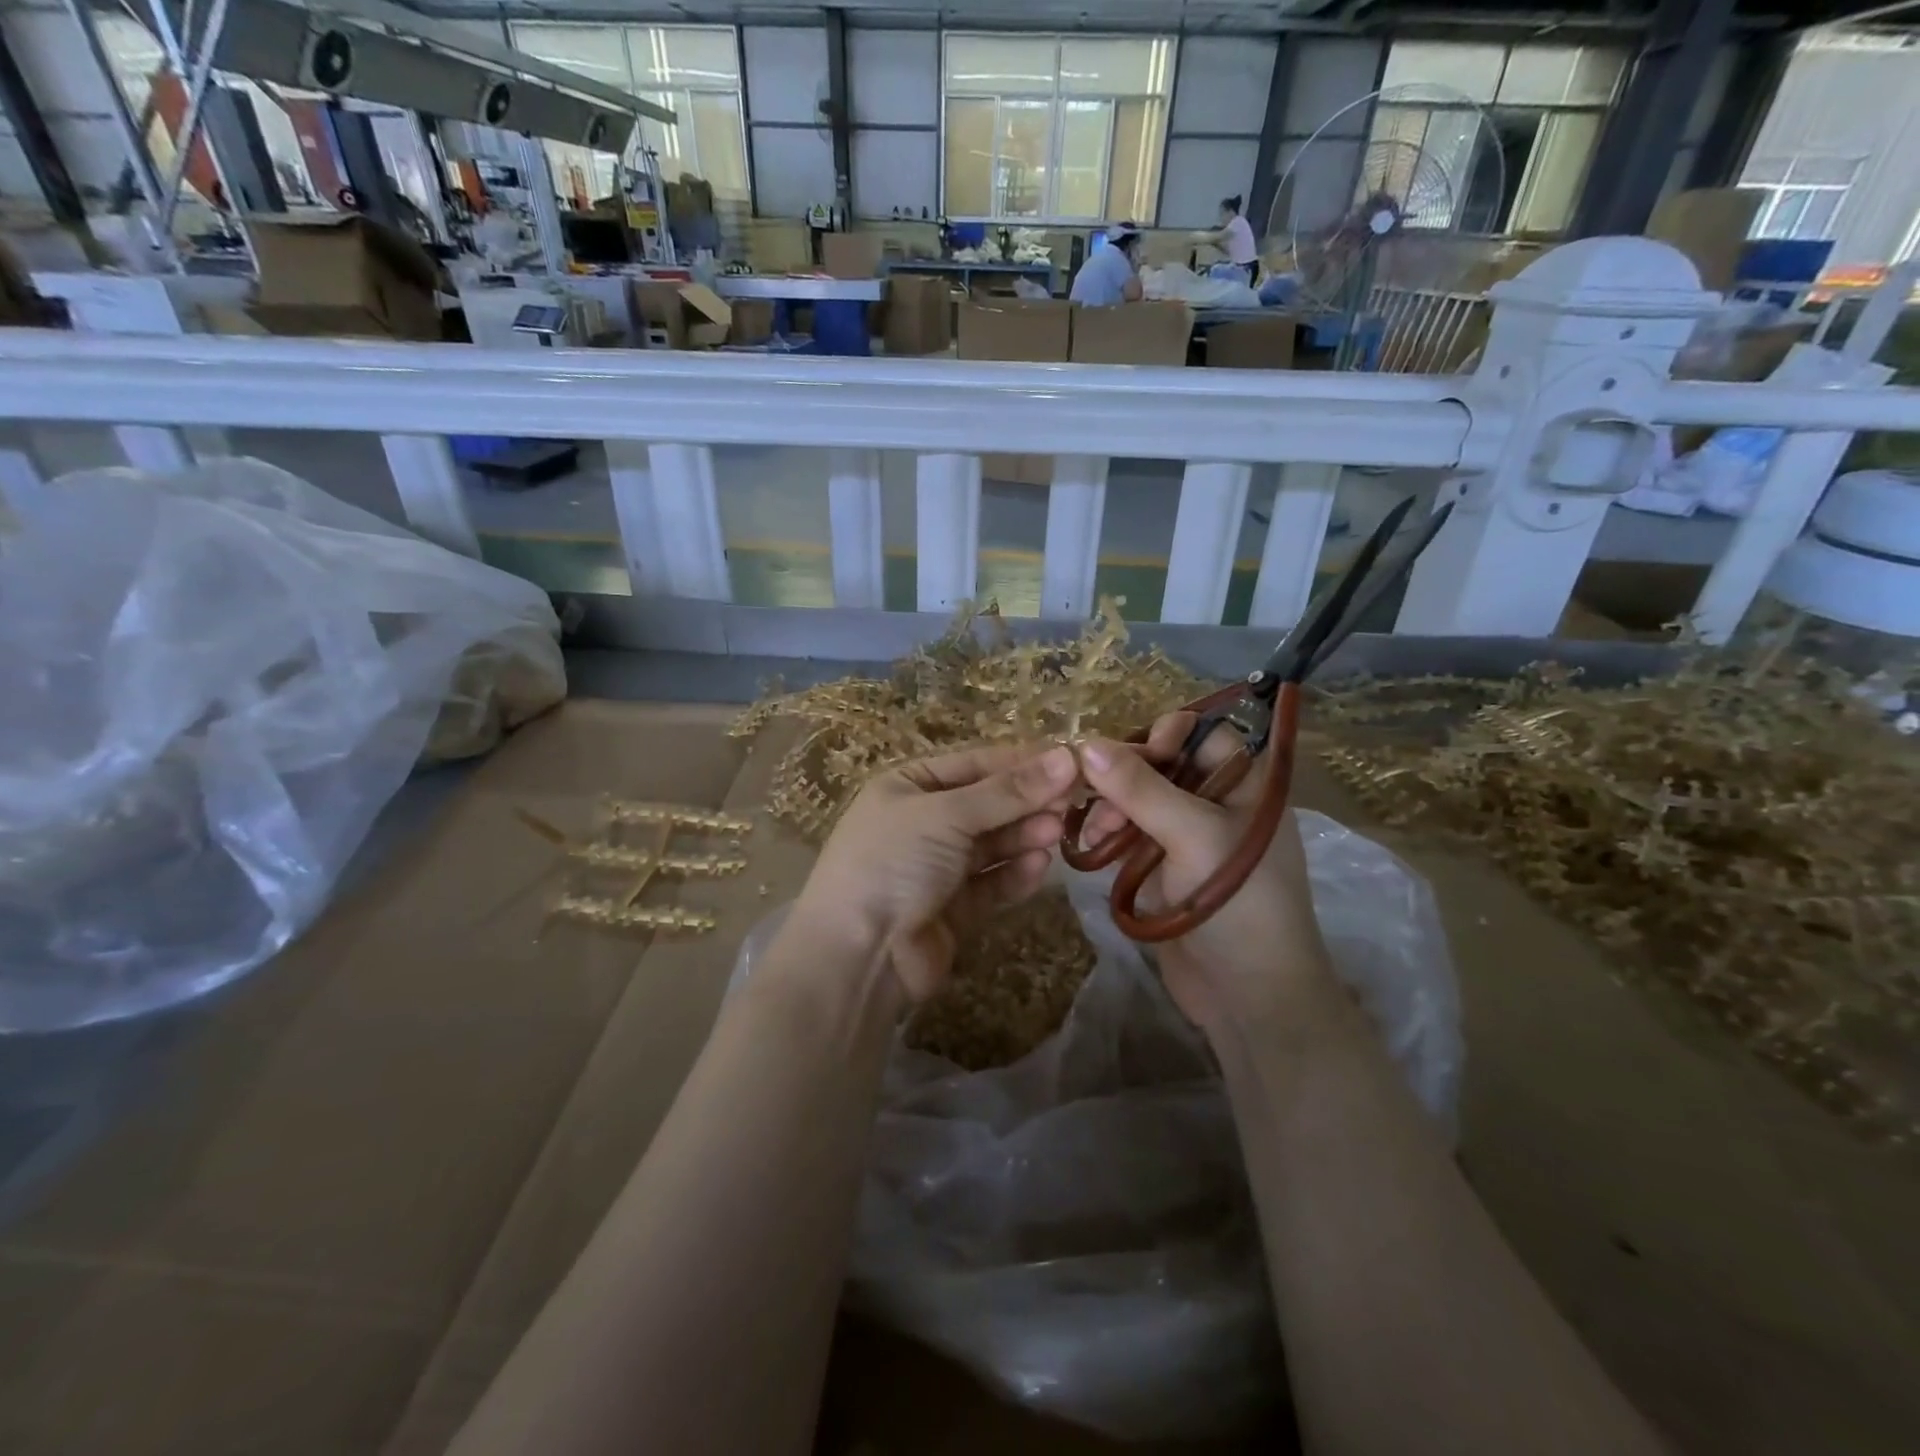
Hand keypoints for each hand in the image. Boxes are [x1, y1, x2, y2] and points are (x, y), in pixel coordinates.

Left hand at [791, 743, 1078, 1002]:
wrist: (857, 955)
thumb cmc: (893, 862)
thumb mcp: (946, 814)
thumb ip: (1008, 791)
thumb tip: (1067, 757)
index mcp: (908, 786)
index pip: (975, 764)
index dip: (1022, 762)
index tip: (1071, 761)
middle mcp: (921, 822)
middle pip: (987, 804)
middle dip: (1027, 802)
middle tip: (1073, 801)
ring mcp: (936, 868)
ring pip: (992, 845)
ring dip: (1024, 836)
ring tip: (1058, 831)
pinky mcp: (952, 909)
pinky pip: (990, 883)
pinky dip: (1014, 874)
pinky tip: (1041, 866)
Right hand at [1077, 714, 1335, 1032]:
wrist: (1249, 995)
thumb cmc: (1236, 902)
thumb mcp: (1192, 834)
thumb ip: (1140, 787)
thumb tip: (1085, 744)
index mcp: (1248, 785)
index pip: (1204, 735)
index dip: (1167, 735)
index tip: (1133, 755)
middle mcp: (1220, 803)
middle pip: (1164, 765)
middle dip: (1126, 775)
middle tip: (1094, 794)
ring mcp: (1191, 837)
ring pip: (1142, 799)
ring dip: (1112, 807)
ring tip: (1094, 833)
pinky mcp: (1166, 867)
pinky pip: (1132, 833)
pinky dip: (1110, 834)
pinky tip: (1090, 845)